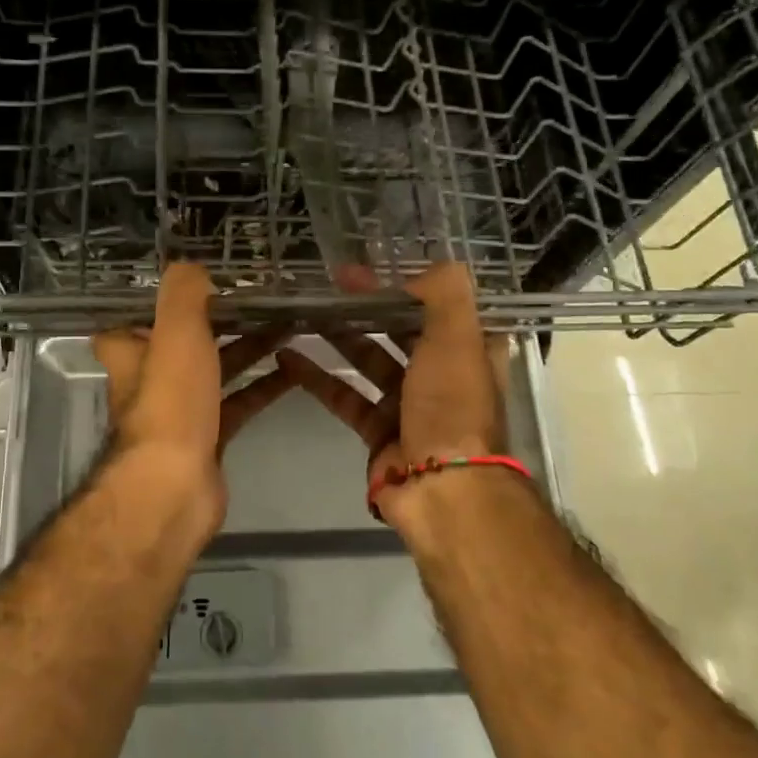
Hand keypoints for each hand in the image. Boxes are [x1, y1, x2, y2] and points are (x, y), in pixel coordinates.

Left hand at [91, 263, 295, 533]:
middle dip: (219, 322)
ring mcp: (181, 412)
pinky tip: (293, 370)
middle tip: (258, 300)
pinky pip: (238, 402)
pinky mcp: (209, 437)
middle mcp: (150, 380)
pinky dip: (262, 386)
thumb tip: (193, 267)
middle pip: (184, 342)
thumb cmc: (170, 402)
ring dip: (247, 349)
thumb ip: (184, 292)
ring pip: (216, 370)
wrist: (175, 485)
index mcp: (132, 353)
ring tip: (286, 326)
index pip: (132, 320)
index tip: (193, 285)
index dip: (157, 303)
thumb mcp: (176, 331)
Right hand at [277, 263, 511, 527]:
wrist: (443, 489)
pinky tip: (287, 356)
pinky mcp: (378, 431)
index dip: (407, 285)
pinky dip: (318, 377)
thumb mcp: (458, 337)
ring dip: (340, 337)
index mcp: (470, 351)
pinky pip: (344, 396)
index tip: (371, 268)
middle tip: (330, 284)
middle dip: (367, 306)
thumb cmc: (452, 405)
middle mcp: (442, 375)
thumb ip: (443, 293)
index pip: (439, 307)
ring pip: (369, 360)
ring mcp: (409, 404)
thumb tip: (416, 272)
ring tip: (304, 312)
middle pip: (400, 330)